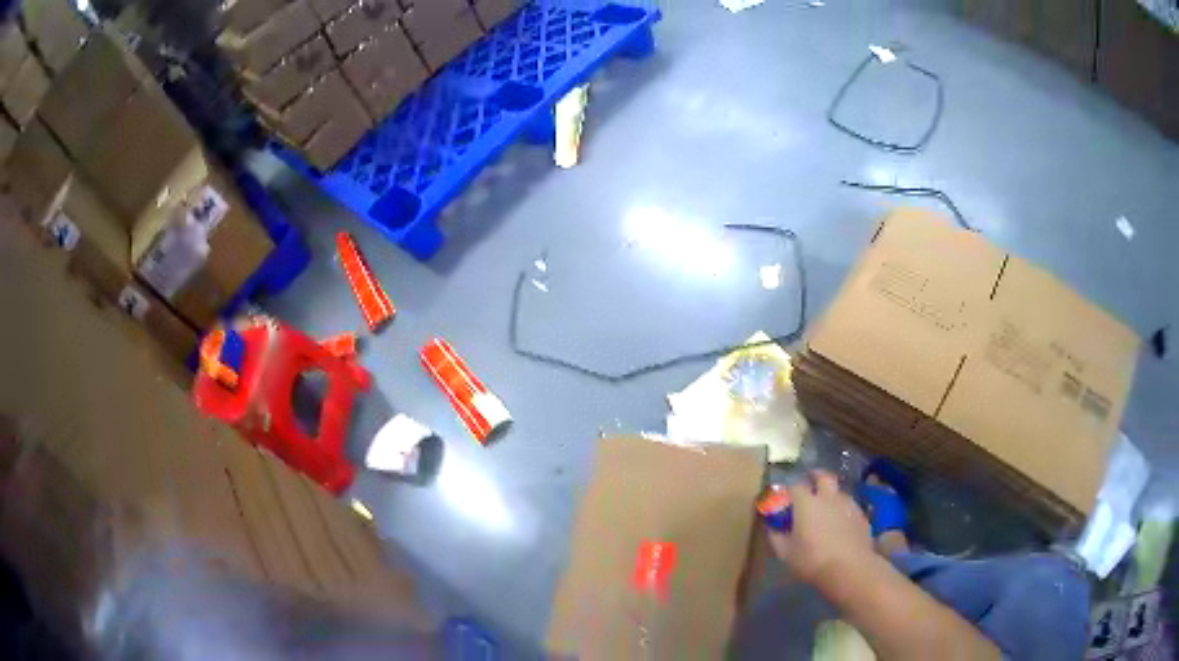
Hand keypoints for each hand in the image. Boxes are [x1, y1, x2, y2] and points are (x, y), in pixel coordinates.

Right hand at [766, 470, 874, 584]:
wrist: (850, 568)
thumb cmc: (812, 560)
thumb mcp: (785, 553)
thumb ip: (776, 537)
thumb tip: (772, 528)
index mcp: (807, 503)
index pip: (795, 486)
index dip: (788, 490)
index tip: (784, 497)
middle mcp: (828, 497)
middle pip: (823, 477)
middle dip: (815, 476)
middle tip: (810, 481)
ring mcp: (848, 505)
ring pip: (839, 491)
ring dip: (831, 494)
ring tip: (826, 505)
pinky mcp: (861, 516)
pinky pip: (850, 506)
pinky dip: (843, 509)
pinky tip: (841, 522)